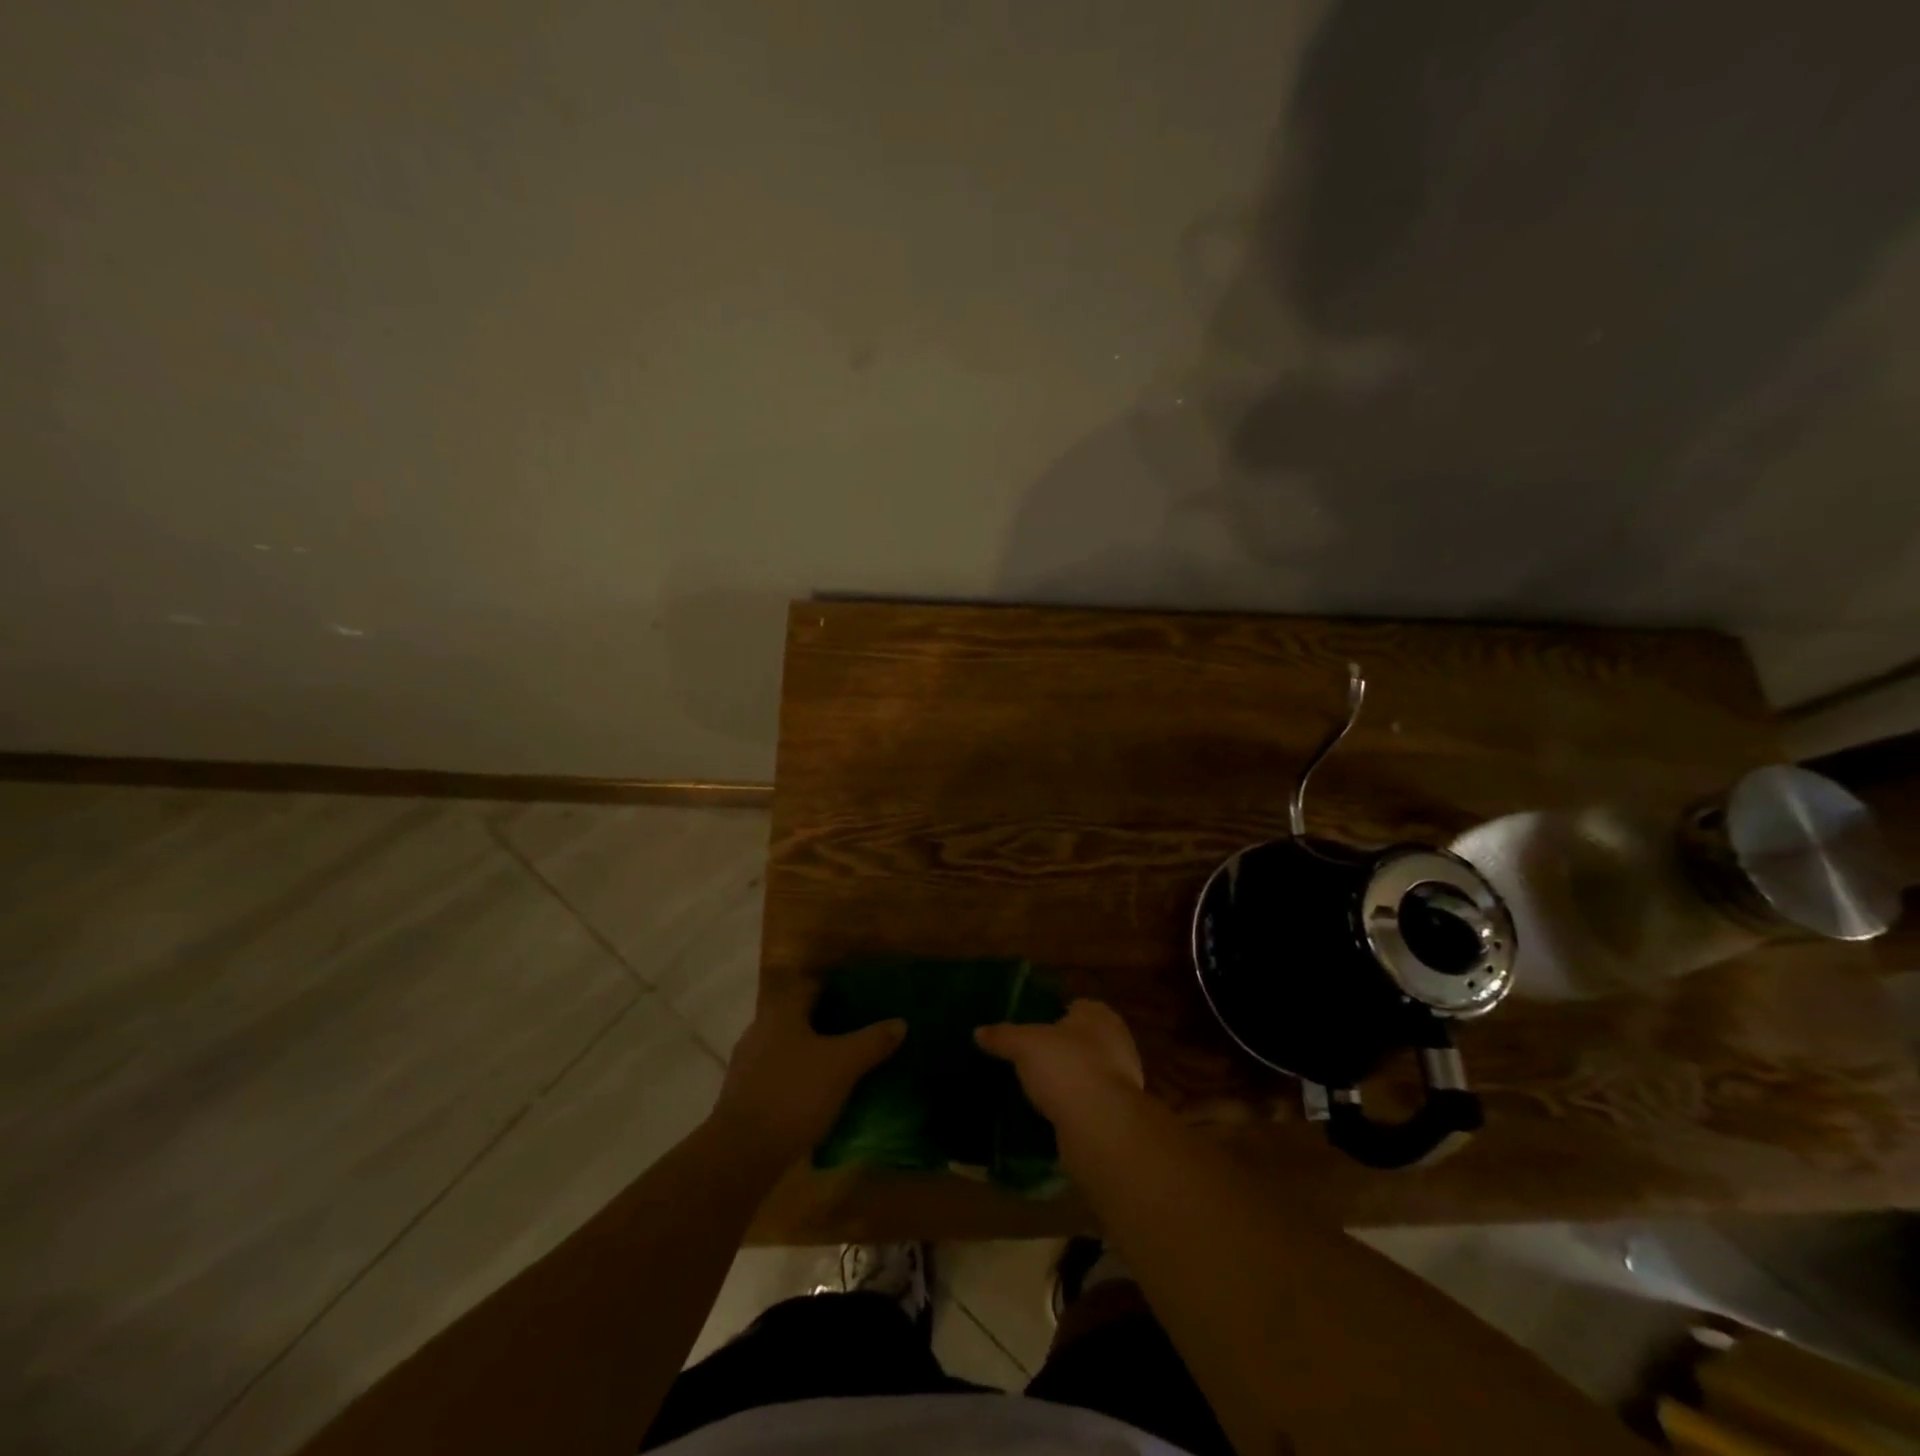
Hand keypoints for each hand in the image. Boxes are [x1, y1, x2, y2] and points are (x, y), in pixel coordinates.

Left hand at [708, 979, 905, 1164]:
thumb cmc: (794, 1094)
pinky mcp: (744, 1095)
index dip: (841, 988)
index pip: (814, 986)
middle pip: (802, 1017)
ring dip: (815, 1052)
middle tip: (863, 1031)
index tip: (866, 997)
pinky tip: (819, 1094)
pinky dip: (800, 1077)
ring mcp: (748, 1063)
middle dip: (831, 1023)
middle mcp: (760, 1029)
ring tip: (846, 1064)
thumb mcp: (842, 1065)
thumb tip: (901, 1022)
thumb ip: (872, 1041)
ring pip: (790, 1047)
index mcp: (781, 1012)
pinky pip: (780, 1074)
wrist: (741, 1153)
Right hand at [975, 999, 1144, 1125]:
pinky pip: (1087, 1104)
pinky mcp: (1116, 1115)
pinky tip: (1046, 1115)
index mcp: (1099, 1015)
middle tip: (1026, 1059)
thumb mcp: (1024, 1044)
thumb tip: (978, 1031)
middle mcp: (1116, 1042)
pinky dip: (1070, 1107)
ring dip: (1065, 1081)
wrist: (1100, 1126)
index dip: (1052, 1015)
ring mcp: (1121, 1081)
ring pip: (1085, 1074)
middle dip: (1058, 1050)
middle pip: (1080, 1041)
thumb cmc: (1066, 1067)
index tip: (1028, 1029)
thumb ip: (1003, 1035)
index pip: (1075, 1007)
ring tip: (1032, 1089)